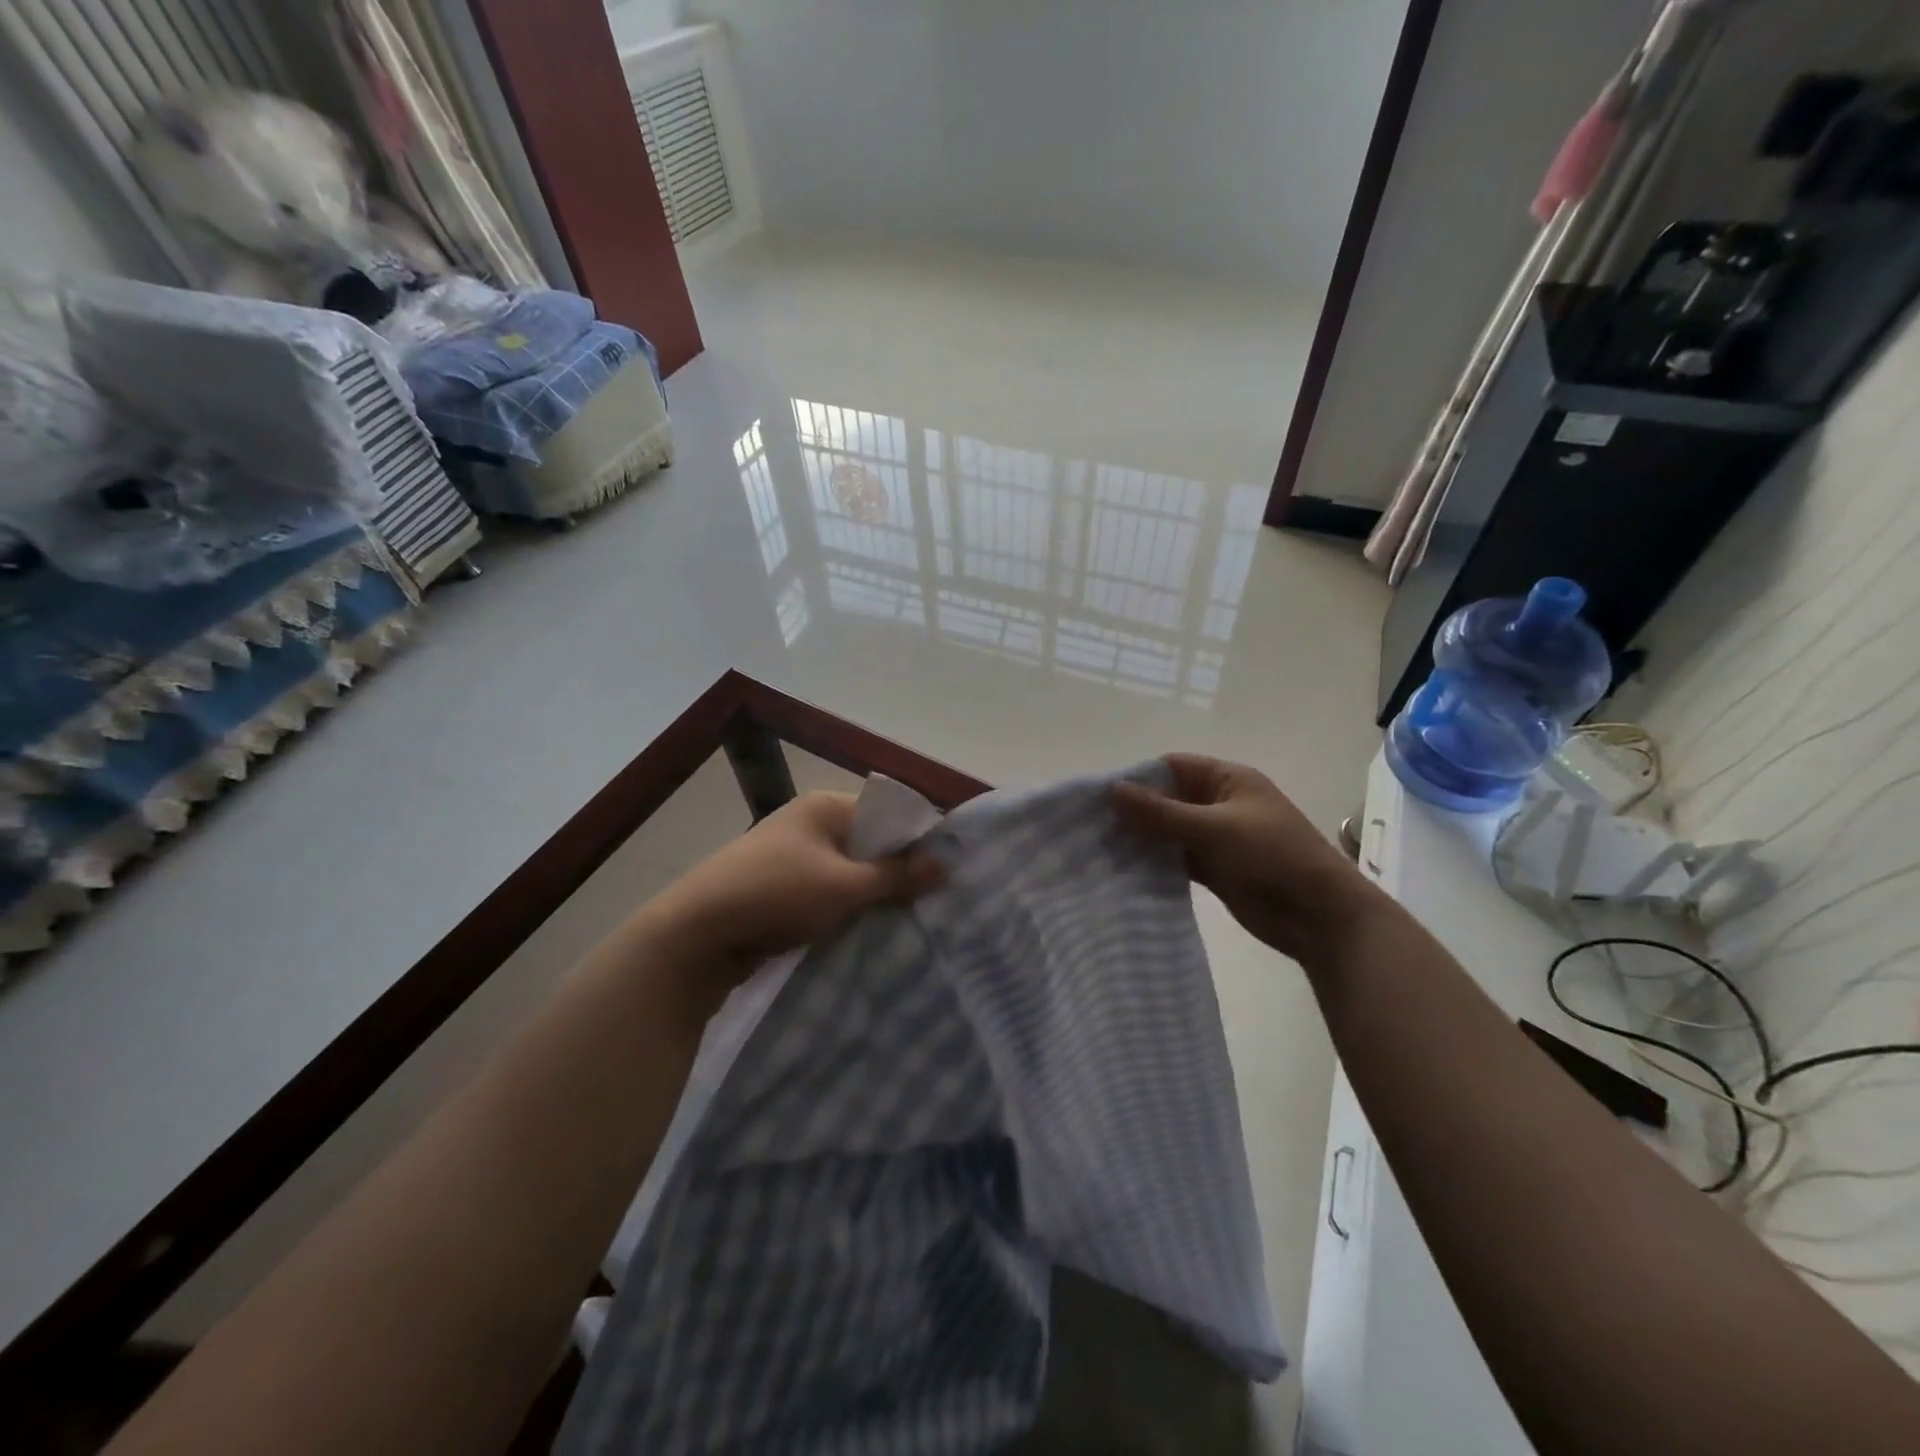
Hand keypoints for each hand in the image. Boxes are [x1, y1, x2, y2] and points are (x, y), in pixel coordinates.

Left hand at [647, 790, 942, 985]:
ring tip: (909, 919)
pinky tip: (869, 930)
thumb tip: (944, 863)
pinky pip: (828, 892)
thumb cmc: (776, 894)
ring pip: (849, 871)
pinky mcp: (781, 888)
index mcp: (825, 807)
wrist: (696, 934)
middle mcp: (809, 823)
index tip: (948, 870)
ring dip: (871, 894)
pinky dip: (846, 908)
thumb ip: (896, 876)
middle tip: (934, 901)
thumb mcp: (844, 886)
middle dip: (897, 871)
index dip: (918, 839)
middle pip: (869, 843)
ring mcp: (792, 856)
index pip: (887, 813)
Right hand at [1113, 755, 1388, 963]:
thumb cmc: (1272, 856)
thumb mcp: (1214, 829)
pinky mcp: (1216, 869)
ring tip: (1099, 849)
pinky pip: (1178, 859)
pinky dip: (1156, 863)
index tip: (1098, 796)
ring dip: (1142, 839)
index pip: (1172, 767)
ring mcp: (1217, 838)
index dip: (1137, 777)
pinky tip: (1125, 871)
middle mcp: (1220, 804)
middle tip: (1091, 826)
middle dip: (1134, 810)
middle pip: (1168, 799)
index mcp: (1228, 780)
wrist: (1320, 916)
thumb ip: (1162, 812)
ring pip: (1170, 831)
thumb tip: (1112, 790)